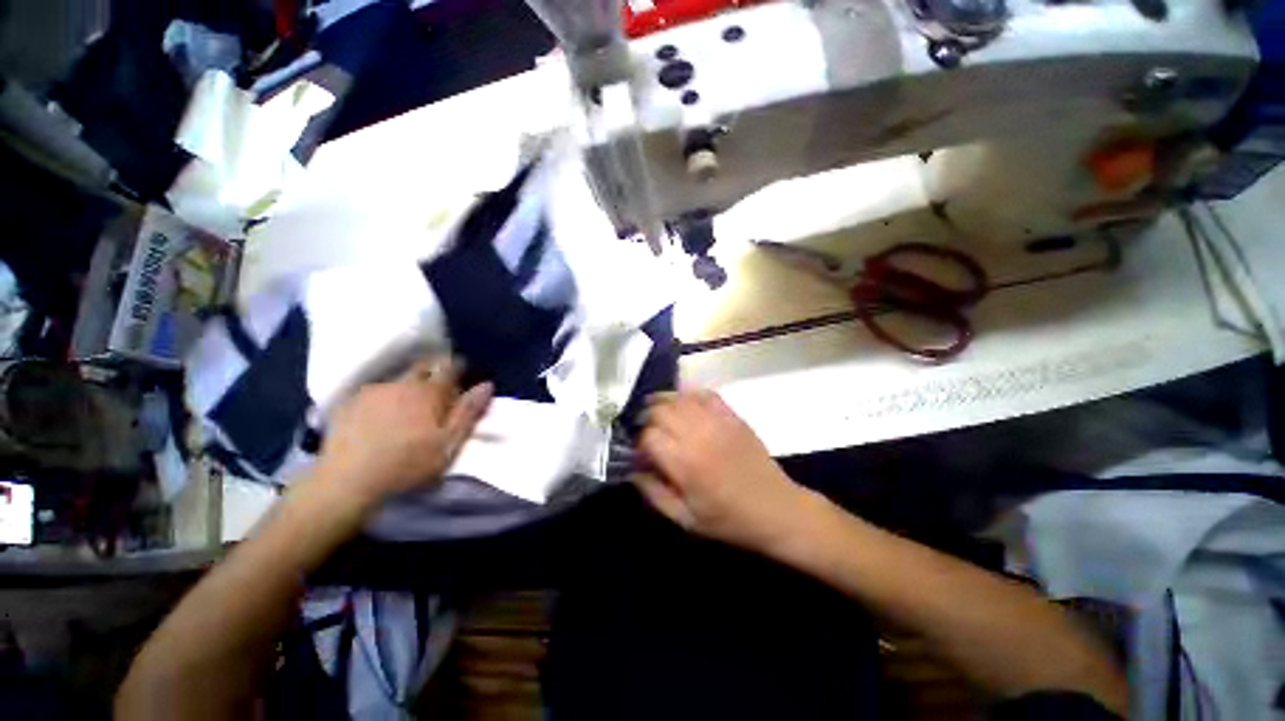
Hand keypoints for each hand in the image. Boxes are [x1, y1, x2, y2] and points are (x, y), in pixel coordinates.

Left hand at [313, 357, 492, 506]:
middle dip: (433, 373)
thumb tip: (487, 384)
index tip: (462, 377)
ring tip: (407, 407)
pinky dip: (384, 397)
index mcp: (429, 392)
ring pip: (398, 379)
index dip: (458, 368)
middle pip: (423, 367)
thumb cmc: (407, 465)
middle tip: (437, 392)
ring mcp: (372, 391)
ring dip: (408, 386)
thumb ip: (469, 412)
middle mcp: (401, 383)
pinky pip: (374, 391)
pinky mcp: (348, 403)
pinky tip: (380, 416)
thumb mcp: (449, 444)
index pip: (450, 366)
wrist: (347, 482)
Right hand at [634, 390, 815, 552]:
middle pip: (660, 411)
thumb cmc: (728, 519)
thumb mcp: (685, 519)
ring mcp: (717, 421)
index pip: (648, 436)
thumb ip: (653, 494)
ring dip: (663, 402)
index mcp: (685, 463)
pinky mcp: (732, 415)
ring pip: (679, 398)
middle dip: (647, 419)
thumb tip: (631, 472)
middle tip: (647, 431)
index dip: (639, 443)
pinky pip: (704, 394)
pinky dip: (689, 394)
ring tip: (658, 412)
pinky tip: (684, 403)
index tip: (641, 453)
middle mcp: (698, 435)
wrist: (776, 509)